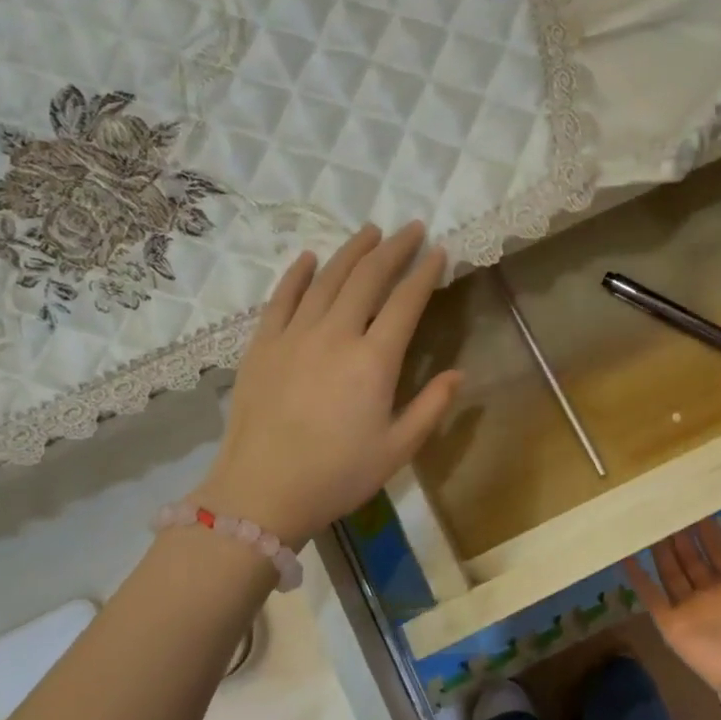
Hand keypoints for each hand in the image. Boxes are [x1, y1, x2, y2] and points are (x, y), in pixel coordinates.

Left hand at [197, 223, 460, 545]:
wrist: (262, 491)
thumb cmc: (338, 476)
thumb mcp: (397, 450)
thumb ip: (431, 407)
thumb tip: (459, 373)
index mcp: (374, 361)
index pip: (405, 302)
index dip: (424, 273)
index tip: (438, 251)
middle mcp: (335, 335)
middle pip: (367, 279)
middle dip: (393, 249)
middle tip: (411, 228)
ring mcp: (294, 335)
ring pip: (326, 279)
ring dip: (351, 252)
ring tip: (369, 231)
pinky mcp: (261, 345)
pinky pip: (281, 298)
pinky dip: (297, 274)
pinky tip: (310, 258)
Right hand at [624, 519, 720, 691]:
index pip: (720, 551)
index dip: (709, 531)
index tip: (697, 507)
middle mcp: (714, 595)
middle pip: (692, 561)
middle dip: (681, 538)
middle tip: (667, 510)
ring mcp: (692, 610)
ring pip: (671, 574)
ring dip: (660, 552)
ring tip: (648, 526)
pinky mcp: (673, 625)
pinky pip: (652, 598)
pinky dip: (638, 578)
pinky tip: (626, 556)